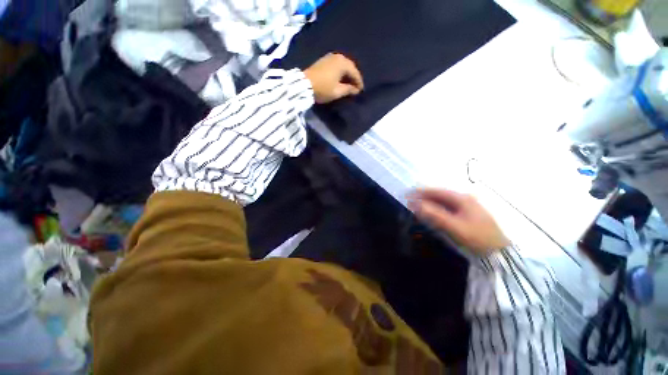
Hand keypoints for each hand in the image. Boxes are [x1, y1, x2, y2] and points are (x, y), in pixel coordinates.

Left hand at [304, 53, 363, 103]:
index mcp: (343, 63)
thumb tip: (355, 89)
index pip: (355, 73)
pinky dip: (341, 71)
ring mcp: (330, 57)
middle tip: (356, 87)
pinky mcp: (324, 60)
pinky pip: (337, 65)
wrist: (304, 84)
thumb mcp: (337, 91)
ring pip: (343, 65)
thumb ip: (348, 89)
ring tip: (349, 84)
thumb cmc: (323, 88)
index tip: (361, 91)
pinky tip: (341, 78)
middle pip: (350, 67)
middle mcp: (338, 57)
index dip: (359, 82)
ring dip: (347, 74)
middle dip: (354, 77)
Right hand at [408, 188, 509, 255]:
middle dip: (423, 198)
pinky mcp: (466, 216)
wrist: (499, 254)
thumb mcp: (454, 227)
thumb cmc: (477, 238)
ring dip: (428, 204)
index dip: (420, 192)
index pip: (435, 191)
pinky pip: (446, 210)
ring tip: (416, 208)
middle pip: (438, 196)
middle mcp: (463, 199)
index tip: (406, 194)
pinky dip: (436, 211)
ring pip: (442, 203)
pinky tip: (430, 215)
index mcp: (461, 199)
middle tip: (409, 203)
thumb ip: (434, 214)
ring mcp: (466, 208)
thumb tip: (414, 204)